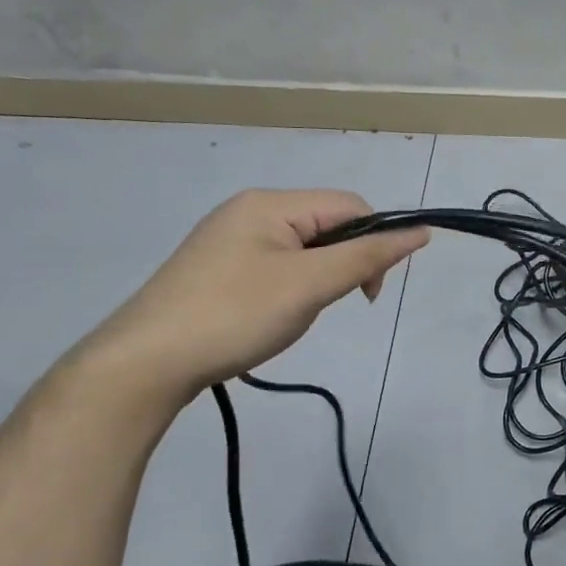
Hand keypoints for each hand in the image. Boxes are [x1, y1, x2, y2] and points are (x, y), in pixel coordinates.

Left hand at [83, 188, 428, 402]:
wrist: (146, 362)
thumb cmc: (235, 315)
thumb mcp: (309, 286)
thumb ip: (366, 257)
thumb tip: (420, 231)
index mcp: (270, 203)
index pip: (349, 205)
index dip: (375, 242)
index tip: (369, 294)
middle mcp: (248, 211)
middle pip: (324, 225)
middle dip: (341, 264)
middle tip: (327, 307)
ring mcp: (227, 241)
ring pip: (301, 250)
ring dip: (316, 280)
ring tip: (293, 316)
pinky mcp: (215, 270)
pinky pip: (274, 267)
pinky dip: (289, 290)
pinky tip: (271, 317)